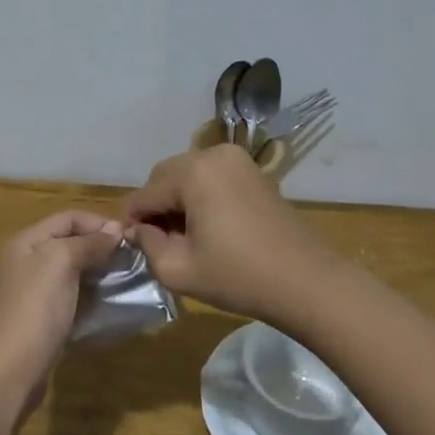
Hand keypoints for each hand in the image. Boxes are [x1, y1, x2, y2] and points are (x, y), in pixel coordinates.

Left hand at [0, 210, 122, 415]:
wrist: (10, 370)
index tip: (129, 238)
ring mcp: (34, 293)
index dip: (98, 222)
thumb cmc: (35, 309)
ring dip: (99, 272)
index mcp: (26, 242)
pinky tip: (111, 303)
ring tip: (127, 279)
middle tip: (133, 259)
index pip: (67, 217)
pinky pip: (73, 297)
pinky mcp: (44, 319)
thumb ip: (87, 243)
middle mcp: (27, 262)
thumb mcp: (60, 263)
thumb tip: (115, 230)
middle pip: (70, 242)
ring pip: (73, 271)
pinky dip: (92, 295)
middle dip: (101, 246)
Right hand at [122, 145, 336, 321]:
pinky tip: (208, 227)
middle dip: (156, 206)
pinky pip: (212, 177)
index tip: (130, 246)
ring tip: (184, 236)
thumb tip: (137, 230)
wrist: (305, 281)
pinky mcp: (254, 172)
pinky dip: (201, 196)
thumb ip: (147, 245)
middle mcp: (213, 154)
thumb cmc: (238, 276)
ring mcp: (238, 160)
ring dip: (178, 200)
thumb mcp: (178, 269)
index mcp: (193, 172)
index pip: (145, 193)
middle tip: (158, 242)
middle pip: (165, 177)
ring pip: (188, 175)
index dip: (132, 221)